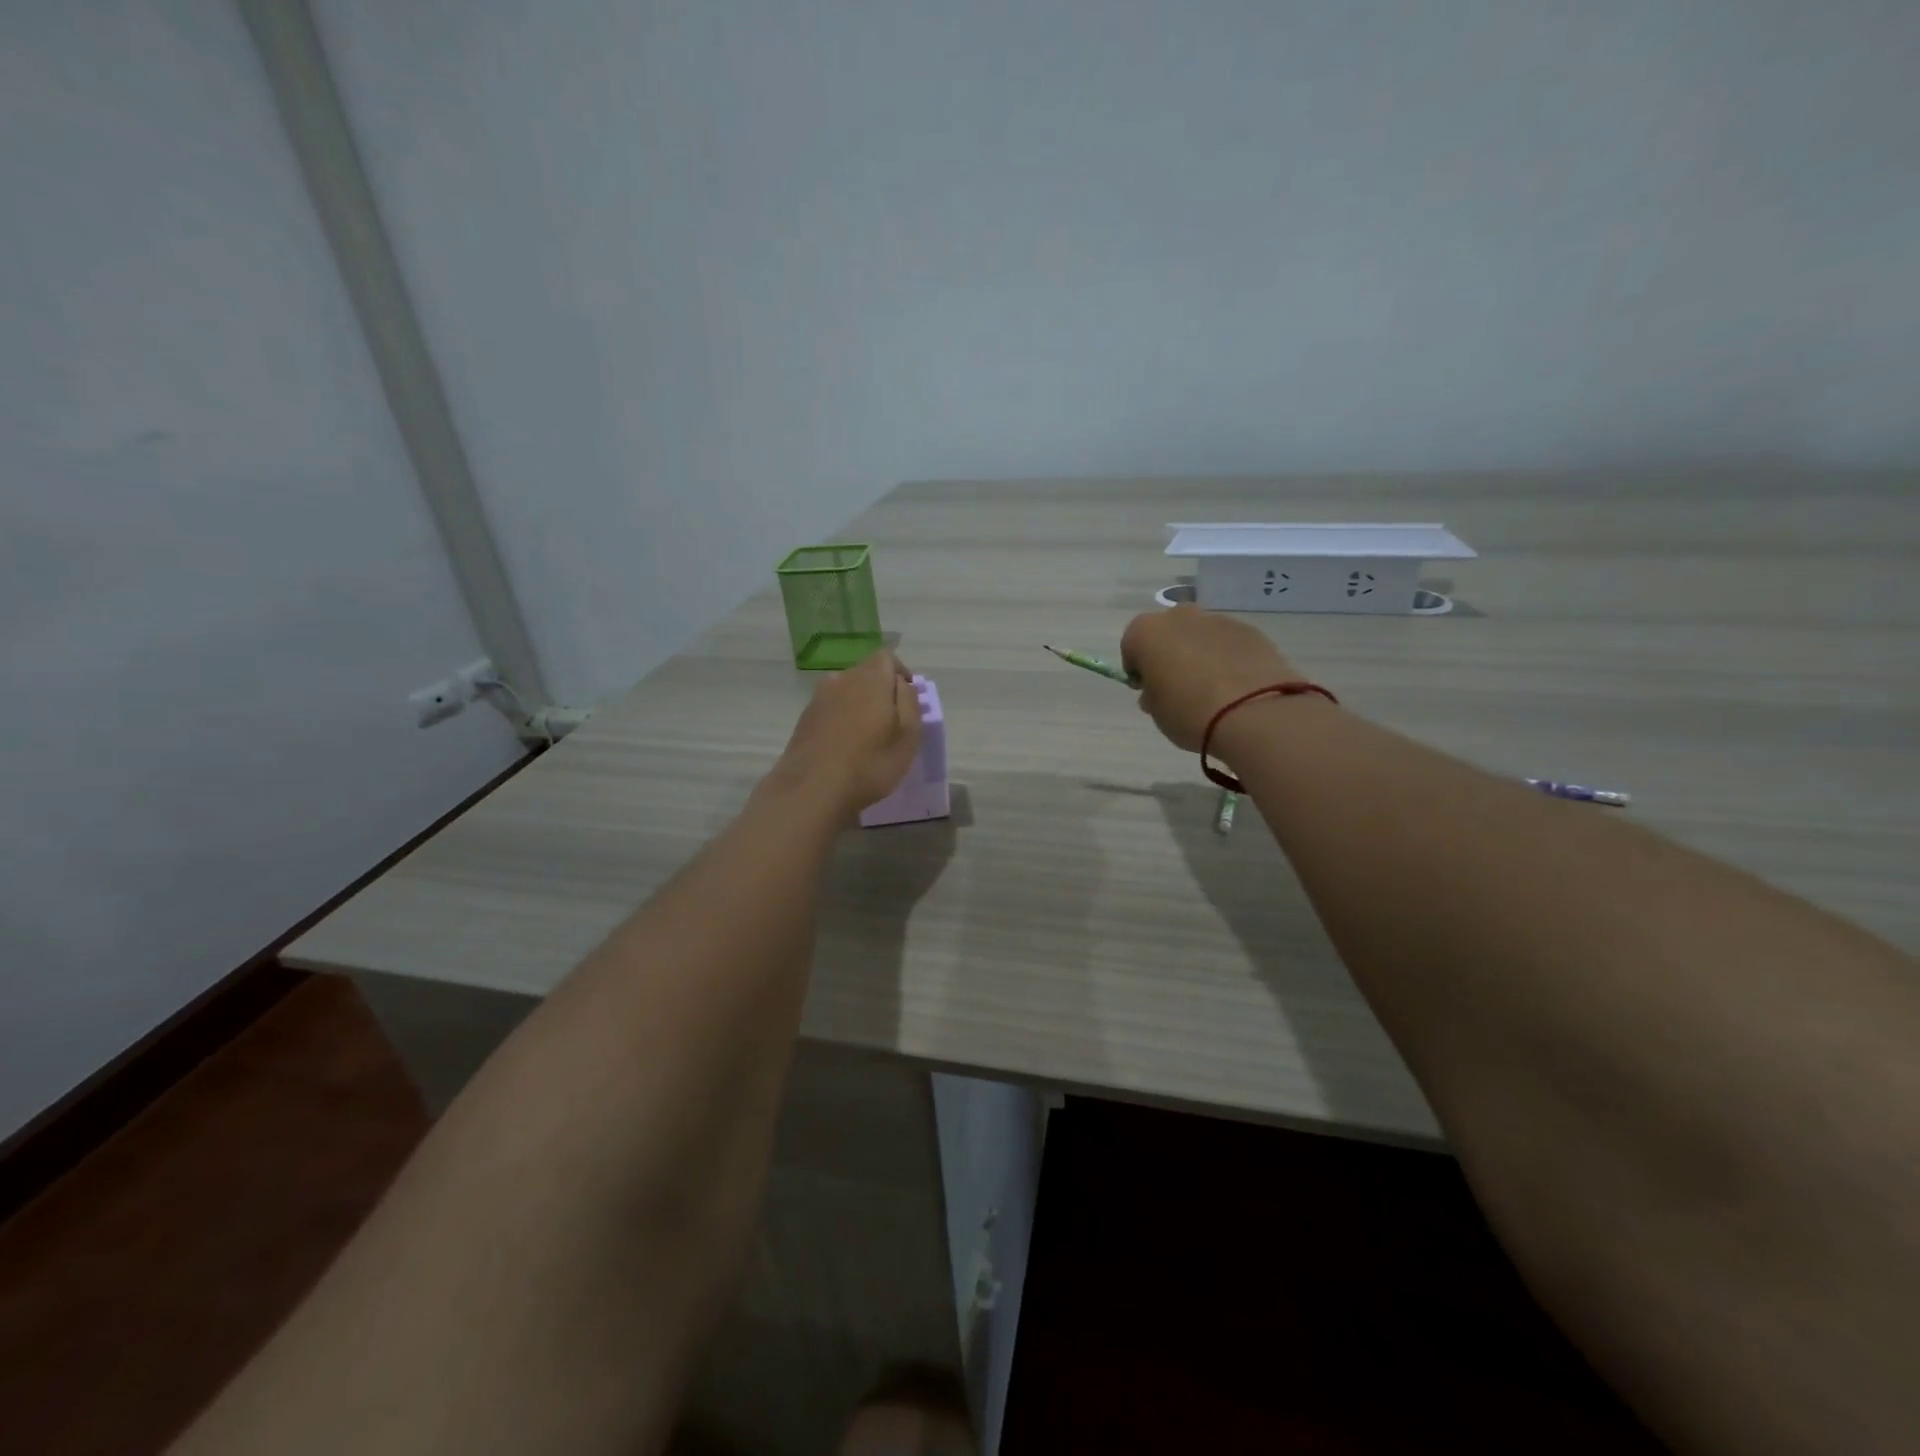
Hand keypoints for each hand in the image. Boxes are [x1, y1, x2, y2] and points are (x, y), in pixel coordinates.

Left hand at [766, 650, 922, 818]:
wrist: (811, 789)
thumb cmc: (870, 762)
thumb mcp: (908, 735)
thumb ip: (910, 701)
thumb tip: (903, 683)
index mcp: (870, 678)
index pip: (888, 657)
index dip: (901, 673)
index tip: (909, 698)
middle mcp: (841, 679)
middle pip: (866, 673)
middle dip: (882, 690)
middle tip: (893, 721)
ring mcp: (819, 698)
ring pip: (847, 691)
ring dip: (861, 705)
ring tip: (869, 735)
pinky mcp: (805, 718)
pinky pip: (832, 709)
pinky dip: (843, 719)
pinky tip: (847, 745)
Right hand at [1120, 604, 1303, 751]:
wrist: (1254, 713)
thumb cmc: (1189, 712)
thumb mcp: (1157, 712)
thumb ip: (1153, 694)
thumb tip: (1160, 688)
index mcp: (1146, 632)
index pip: (1131, 646)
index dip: (1138, 669)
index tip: (1147, 690)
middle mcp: (1179, 616)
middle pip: (1167, 633)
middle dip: (1169, 654)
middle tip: (1178, 686)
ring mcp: (1218, 620)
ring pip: (1200, 635)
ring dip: (1200, 654)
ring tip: (1212, 689)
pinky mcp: (1250, 630)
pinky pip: (1228, 643)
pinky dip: (1228, 658)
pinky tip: (1236, 686)